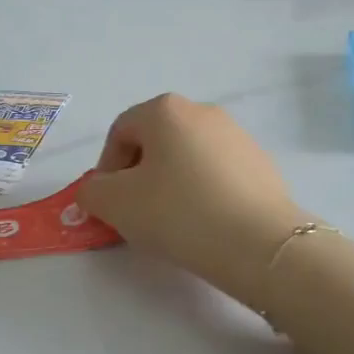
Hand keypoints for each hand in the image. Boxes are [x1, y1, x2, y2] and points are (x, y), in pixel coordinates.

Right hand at [80, 94, 306, 304]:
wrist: (259, 244)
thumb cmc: (178, 212)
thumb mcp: (116, 204)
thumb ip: (92, 191)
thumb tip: (96, 190)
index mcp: (165, 110)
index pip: (120, 132)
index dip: (106, 169)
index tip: (109, 204)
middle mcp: (203, 111)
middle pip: (155, 141)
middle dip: (138, 176)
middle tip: (136, 213)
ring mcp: (237, 136)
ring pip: (187, 157)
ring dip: (171, 184)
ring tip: (172, 222)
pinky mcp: (261, 164)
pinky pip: (217, 174)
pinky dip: (202, 192)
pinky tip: (205, 223)